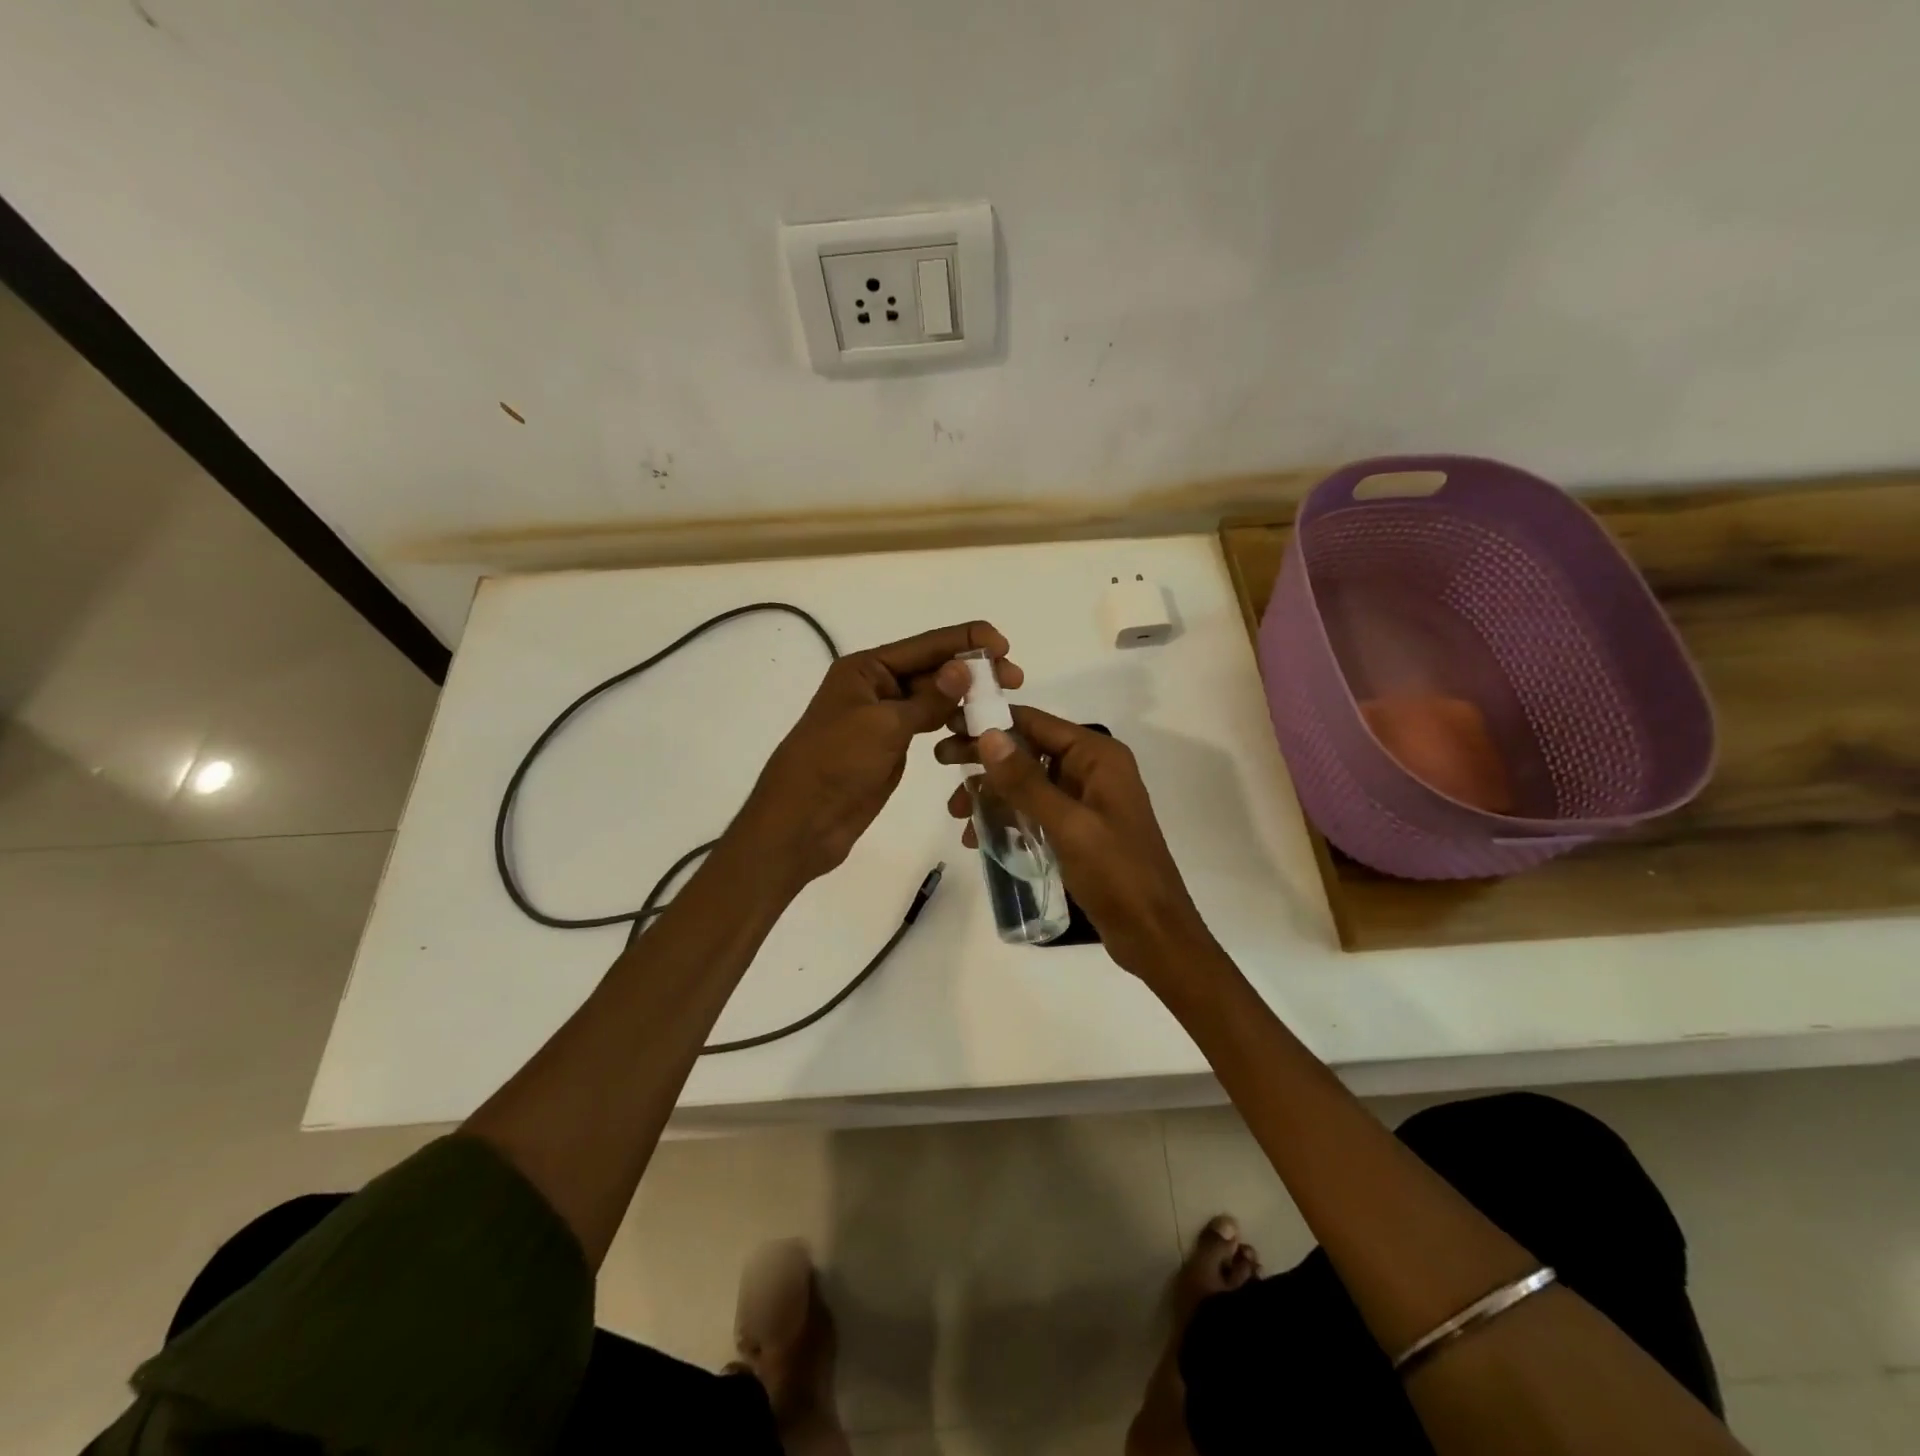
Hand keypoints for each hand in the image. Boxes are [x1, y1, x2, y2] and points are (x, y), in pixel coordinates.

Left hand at [736, 622, 1020, 884]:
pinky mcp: (891, 747)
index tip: (1004, 645)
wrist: (801, 822)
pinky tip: (976, 726)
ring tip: (1002, 704)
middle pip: (932, 669)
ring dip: (965, 698)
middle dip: (972, 670)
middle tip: (1014, 679)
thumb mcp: (883, 725)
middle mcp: (876, 687)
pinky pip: (928, 726)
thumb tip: (965, 667)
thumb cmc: (835, 764)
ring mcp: (884, 718)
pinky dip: (952, 723)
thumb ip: (928, 698)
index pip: (925, 645)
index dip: (966, 641)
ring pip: (933, 698)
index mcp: (866, 669)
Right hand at [936, 707, 1212, 979]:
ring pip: (1027, 783)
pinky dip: (1007, 819)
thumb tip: (988, 735)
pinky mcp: (1078, 829)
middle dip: (985, 760)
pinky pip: (1034, 811)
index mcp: (1097, 757)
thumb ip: (1026, 781)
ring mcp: (1085, 800)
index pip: (1036, 723)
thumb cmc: (1117, 875)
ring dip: (991, 794)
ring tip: (957, 816)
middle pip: (1028, 750)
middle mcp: (1092, 770)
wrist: (1154, 935)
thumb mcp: (1068, 826)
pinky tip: (979, 839)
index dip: (991, 721)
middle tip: (940, 764)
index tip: (948, 726)